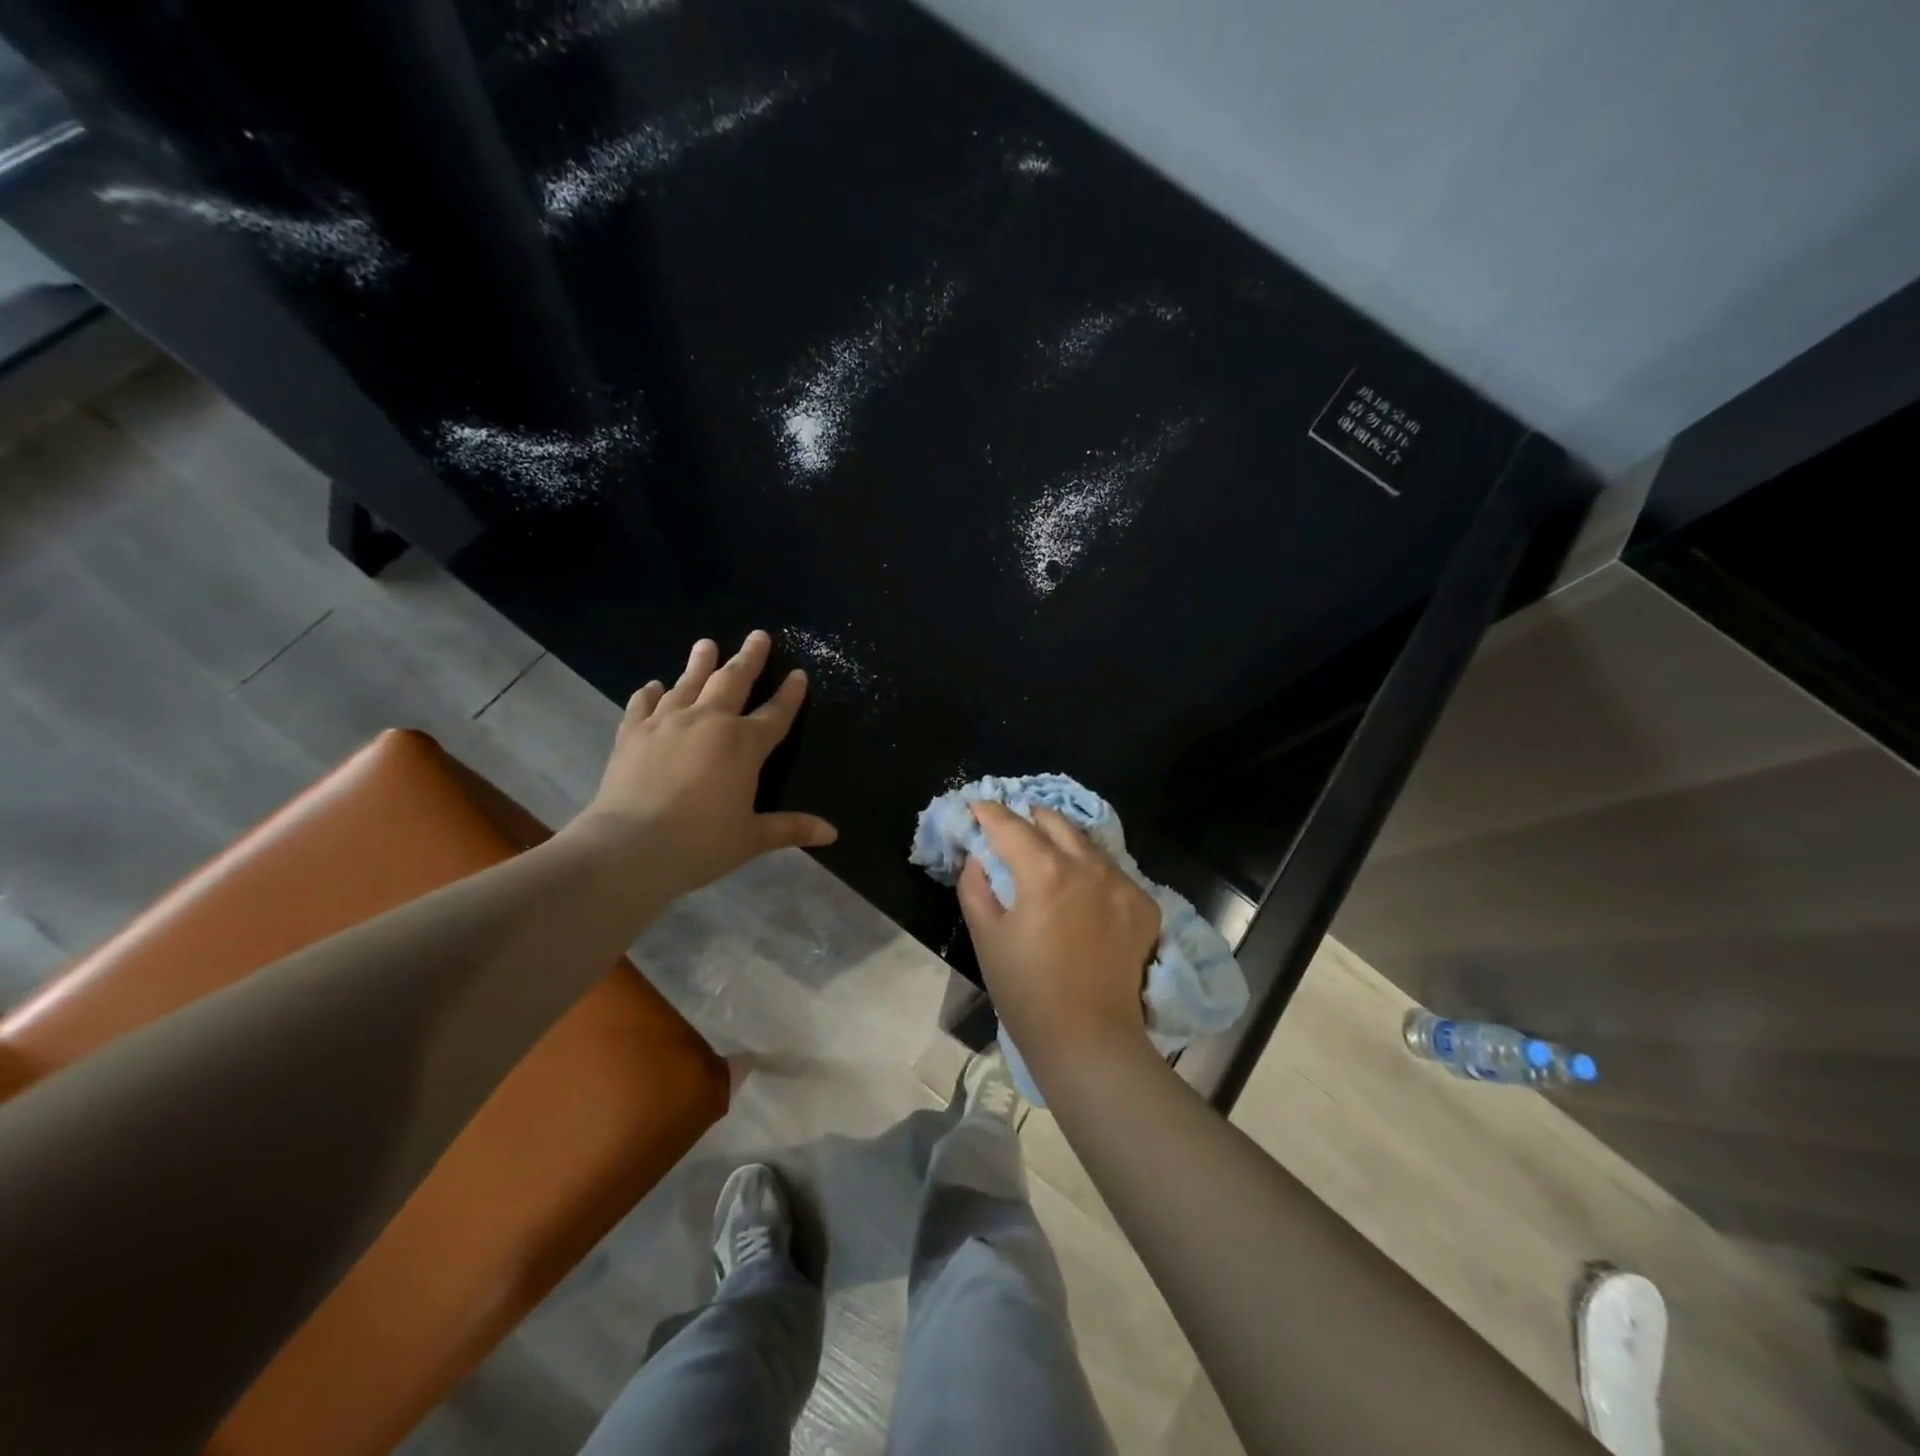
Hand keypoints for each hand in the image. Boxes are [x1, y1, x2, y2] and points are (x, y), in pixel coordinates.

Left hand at [567, 631, 836, 900]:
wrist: (629, 847)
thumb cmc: (700, 844)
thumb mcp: (751, 838)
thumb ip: (791, 828)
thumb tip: (832, 834)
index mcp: (744, 745)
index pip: (775, 713)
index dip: (790, 694)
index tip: (799, 674)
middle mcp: (708, 722)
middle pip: (733, 681)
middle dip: (749, 657)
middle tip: (758, 635)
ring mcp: (667, 723)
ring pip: (688, 683)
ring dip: (700, 662)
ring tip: (706, 643)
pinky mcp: (632, 733)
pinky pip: (643, 704)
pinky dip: (650, 692)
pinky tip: (654, 685)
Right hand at [957, 800, 1160, 1081]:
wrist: (1089, 1040)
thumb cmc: (1026, 991)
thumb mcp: (986, 937)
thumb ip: (975, 887)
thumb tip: (977, 857)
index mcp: (1045, 871)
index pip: (1011, 825)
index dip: (989, 811)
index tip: (976, 806)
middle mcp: (1088, 865)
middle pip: (1055, 821)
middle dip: (1029, 817)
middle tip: (1011, 827)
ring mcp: (1122, 883)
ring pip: (1087, 843)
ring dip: (1062, 841)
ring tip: (1046, 853)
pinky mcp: (1144, 905)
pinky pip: (1112, 871)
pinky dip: (1091, 870)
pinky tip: (1081, 890)